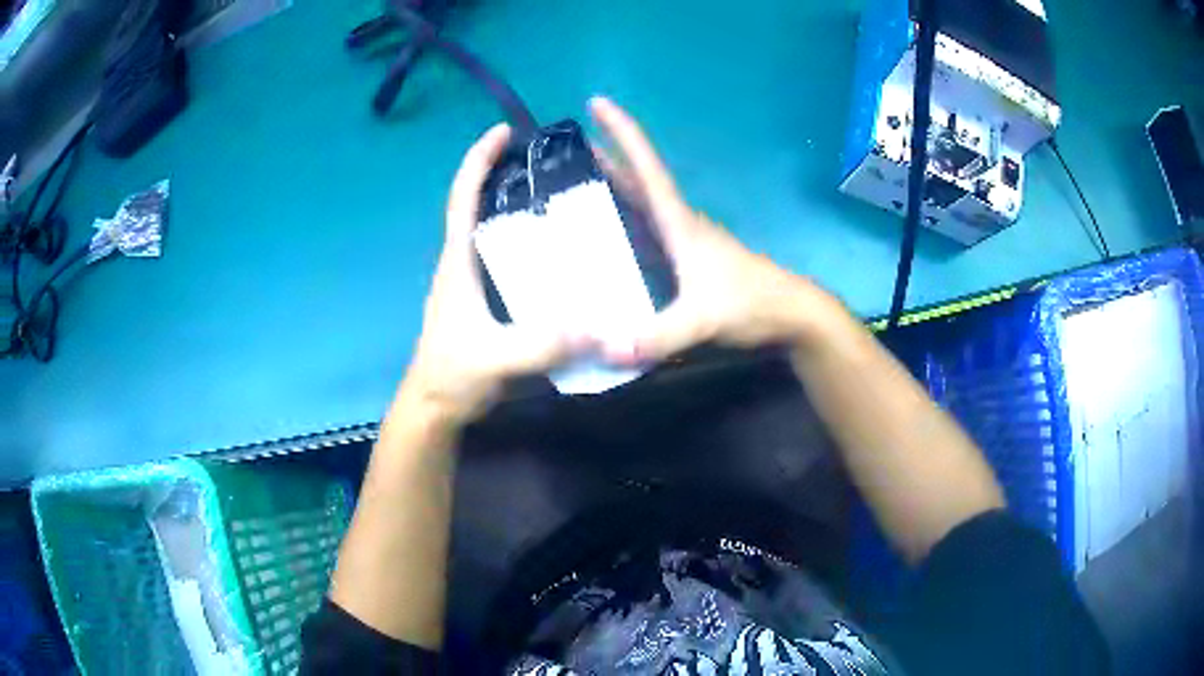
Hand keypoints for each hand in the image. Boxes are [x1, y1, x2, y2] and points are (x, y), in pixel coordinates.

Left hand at [400, 124, 588, 424]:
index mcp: (458, 262)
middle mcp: (464, 263)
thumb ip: (540, 345)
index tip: (503, 131)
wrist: (436, 407)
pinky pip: (509, 260)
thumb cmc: (452, 375)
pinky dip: (531, 245)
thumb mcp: (493, 358)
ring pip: (496, 232)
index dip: (478, 160)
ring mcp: (474, 283)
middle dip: (506, 176)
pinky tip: (563, 253)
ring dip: (521, 209)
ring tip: (565, 200)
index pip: (463, 198)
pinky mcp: (486, 301)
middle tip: (551, 163)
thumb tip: (598, 327)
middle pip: (481, 205)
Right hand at [589, 97, 845, 364]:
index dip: (622, 132)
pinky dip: (624, 224)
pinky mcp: (688, 260)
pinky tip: (606, 242)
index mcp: (678, 223)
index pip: (646, 167)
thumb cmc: (751, 304)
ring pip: (641, 205)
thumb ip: (657, 336)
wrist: (789, 315)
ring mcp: (685, 242)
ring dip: (613, 190)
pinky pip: (646, 231)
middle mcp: (679, 224)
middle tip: (567, 147)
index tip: (598, 102)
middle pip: (637, 181)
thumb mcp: (702, 320)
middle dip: (606, 158)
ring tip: (574, 190)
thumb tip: (605, 347)